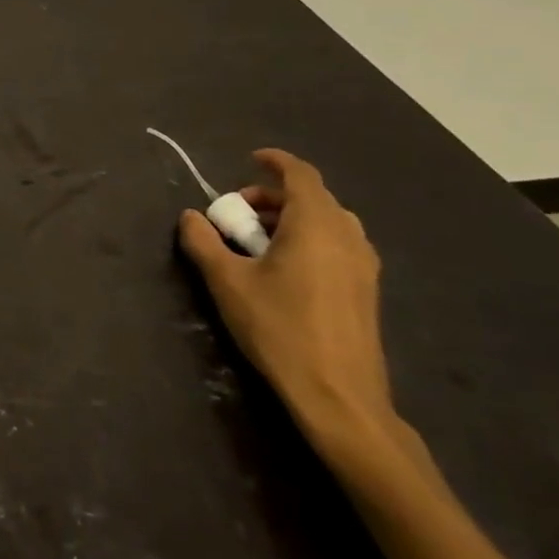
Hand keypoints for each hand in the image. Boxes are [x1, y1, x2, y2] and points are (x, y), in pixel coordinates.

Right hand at [178, 149, 393, 443]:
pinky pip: (337, 245)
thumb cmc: (280, 329)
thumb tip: (191, 217)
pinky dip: (309, 239)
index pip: (300, 174)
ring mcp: (363, 265)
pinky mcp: (367, 291)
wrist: (339, 398)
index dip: (275, 162)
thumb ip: (203, 241)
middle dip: (273, 196)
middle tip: (239, 213)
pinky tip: (284, 269)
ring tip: (258, 241)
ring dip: (291, 219)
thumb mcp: (227, 281)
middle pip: (312, 197)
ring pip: (327, 222)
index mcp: (315, 225)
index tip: (250, 160)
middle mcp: (347, 237)